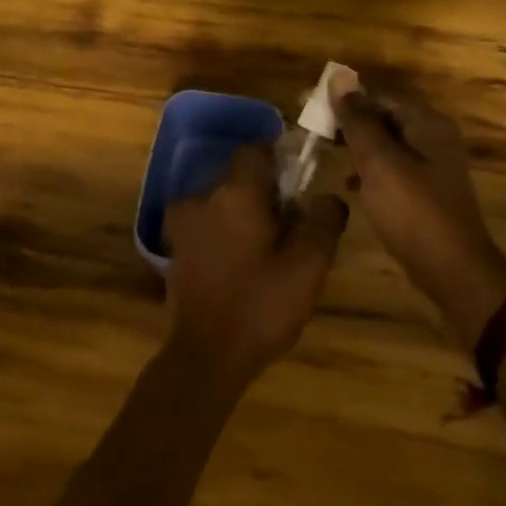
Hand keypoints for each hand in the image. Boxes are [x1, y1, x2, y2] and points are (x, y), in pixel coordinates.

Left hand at [164, 144, 348, 385]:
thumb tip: (329, 197)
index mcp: (235, 192)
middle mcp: (203, 197)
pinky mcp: (175, 249)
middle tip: (290, 225)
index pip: (255, 149)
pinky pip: (206, 225)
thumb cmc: (260, 306)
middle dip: (264, 193)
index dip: (278, 158)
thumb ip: (323, 222)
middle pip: (238, 177)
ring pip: (220, 202)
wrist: (206, 356)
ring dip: (242, 215)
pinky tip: (240, 265)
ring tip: (266, 250)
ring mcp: (183, 223)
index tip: (298, 182)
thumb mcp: (308, 267)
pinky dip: (223, 233)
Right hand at [333, 89, 505, 344]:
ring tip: (325, 152)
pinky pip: (392, 168)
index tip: (309, 106)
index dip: (343, 98)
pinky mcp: (426, 191)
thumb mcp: (378, 162)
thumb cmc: (413, 211)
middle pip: (383, 117)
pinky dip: (369, 170)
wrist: (454, 272)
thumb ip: (357, 119)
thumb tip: (338, 77)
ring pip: (385, 143)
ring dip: (356, 146)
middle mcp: (433, 136)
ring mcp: (432, 165)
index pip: (378, 95)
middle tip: (313, 131)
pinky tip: (349, 185)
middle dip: (348, 122)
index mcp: (426, 123)